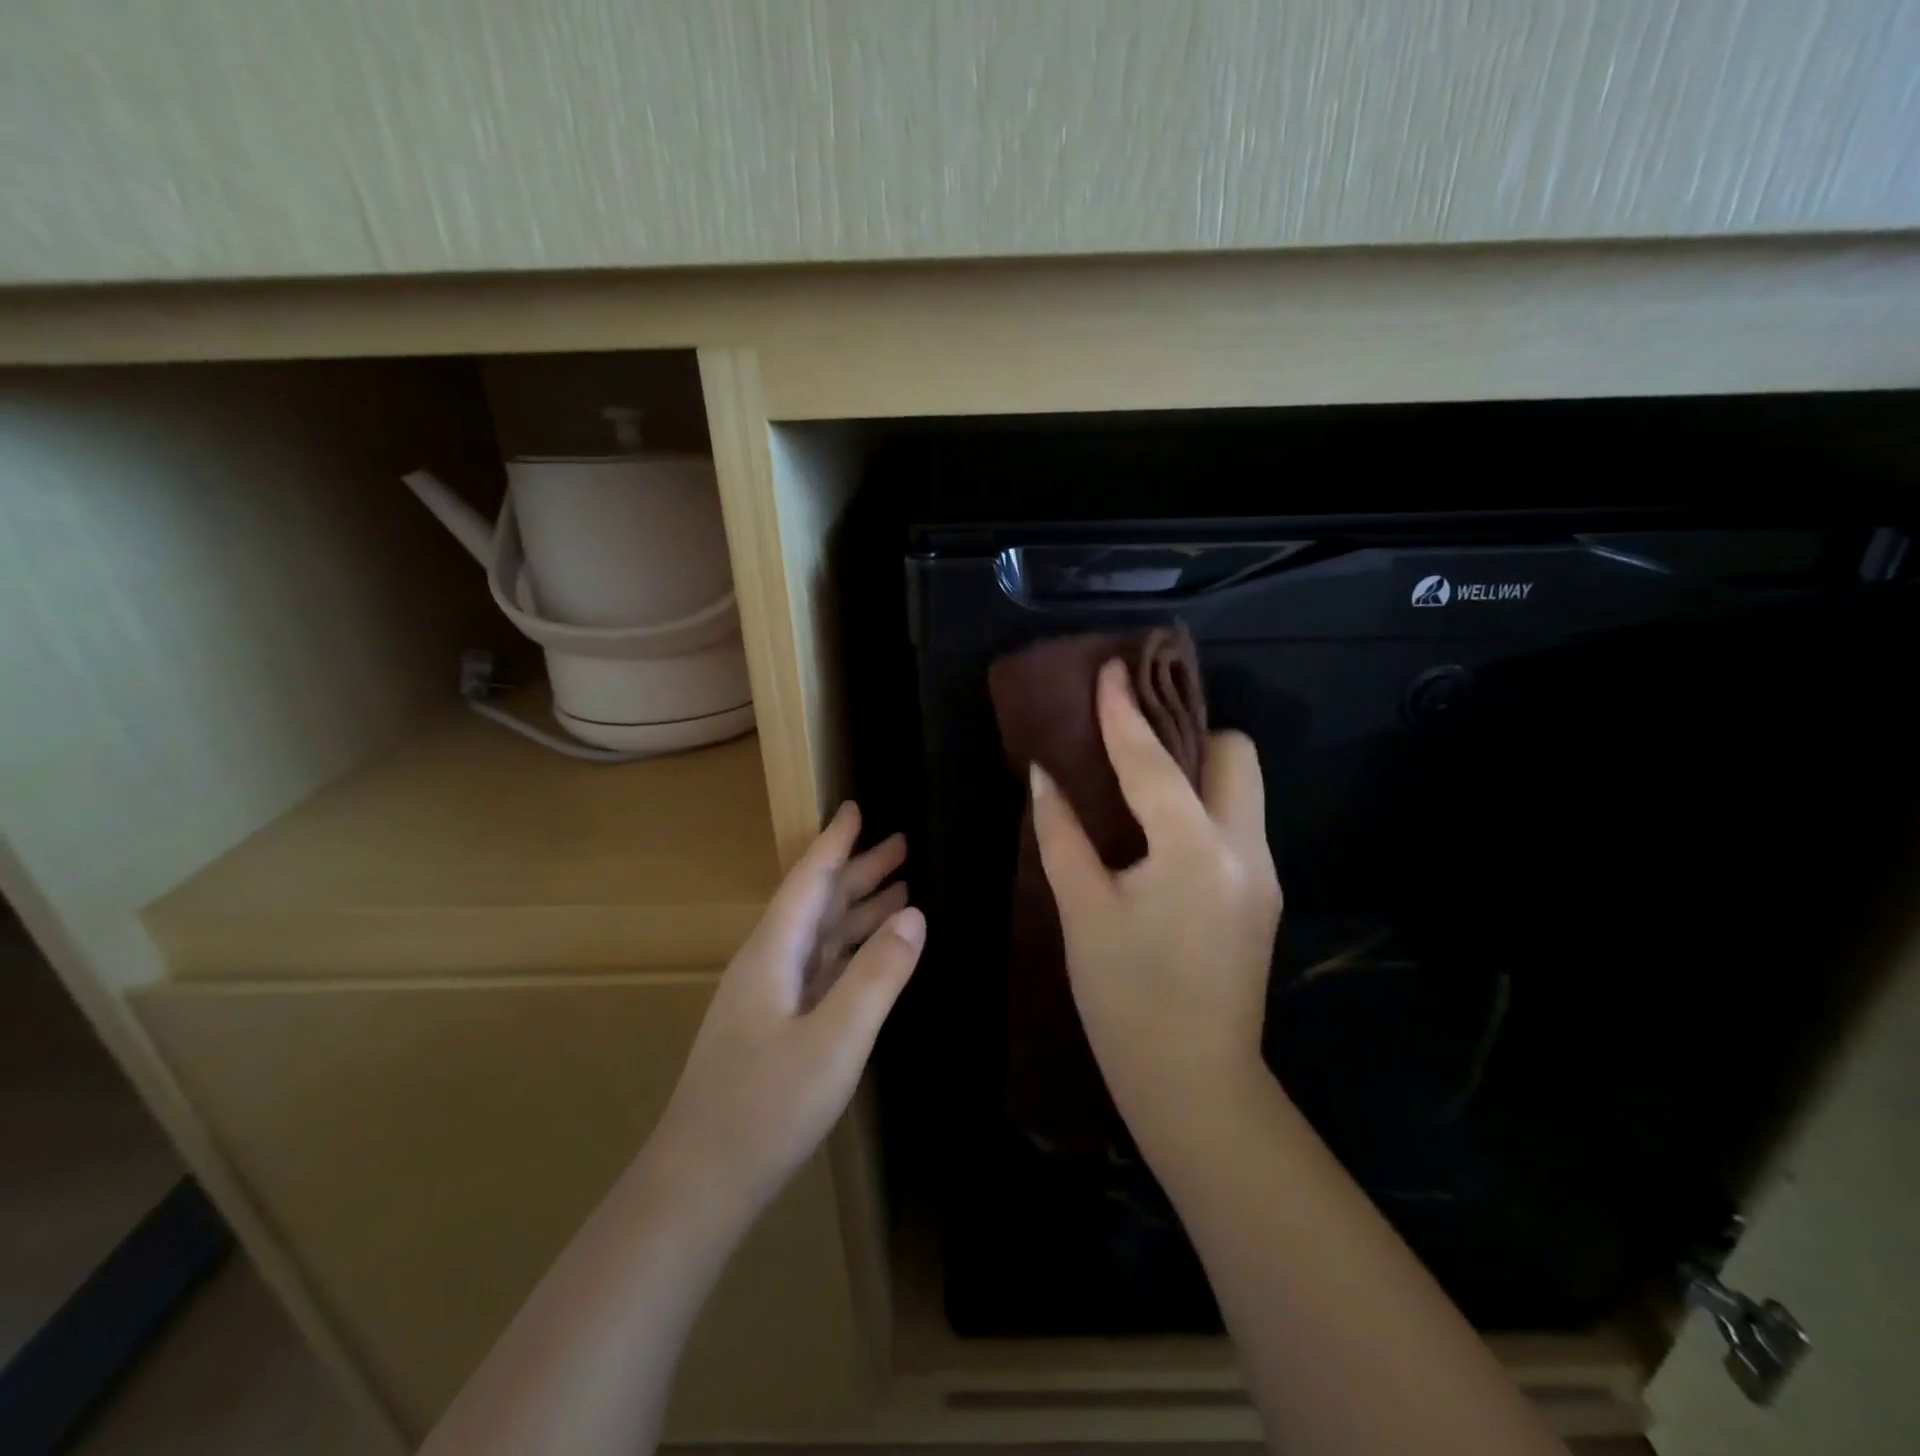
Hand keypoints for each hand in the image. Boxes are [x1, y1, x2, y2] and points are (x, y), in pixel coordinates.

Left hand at [653, 804, 923, 1210]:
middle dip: (858, 872)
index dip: (835, 844)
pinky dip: (849, 950)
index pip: (809, 881)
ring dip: (857, 910)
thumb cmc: (766, 1108)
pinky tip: (870, 952)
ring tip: (901, 890)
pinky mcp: (775, 1027)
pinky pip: (820, 968)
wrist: (700, 1184)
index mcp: (773, 953)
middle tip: (903, 845)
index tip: (856, 807)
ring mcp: (769, 998)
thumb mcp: (835, 1040)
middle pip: (817, 903)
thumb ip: (877, 975)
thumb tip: (914, 914)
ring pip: (819, 936)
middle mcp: (768, 964)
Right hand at [1030, 660, 1280, 1139]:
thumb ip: (1062, 834)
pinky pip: (1238, 822)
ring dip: (1197, 771)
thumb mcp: (1083, 911)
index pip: (1154, 761)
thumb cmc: (1125, 999)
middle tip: (1135, 747)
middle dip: (1188, 735)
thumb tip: (1043, 777)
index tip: (1110, 669)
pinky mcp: (1263, 894)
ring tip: (1142, 785)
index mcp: (1193, 850)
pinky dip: (1203, 808)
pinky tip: (1160, 835)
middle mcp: (1245, 849)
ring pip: (1242, 787)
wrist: (1194, 1083)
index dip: (1124, 713)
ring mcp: (1263, 873)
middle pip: (1234, 753)